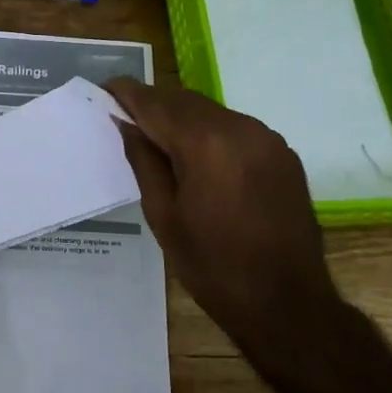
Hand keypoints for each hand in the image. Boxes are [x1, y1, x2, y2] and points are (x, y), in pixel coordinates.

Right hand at [105, 77, 373, 392]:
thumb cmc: (213, 265)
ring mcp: (267, 139)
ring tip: (155, 136)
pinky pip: (235, 128)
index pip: (156, 104)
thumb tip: (125, 124)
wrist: (287, 302)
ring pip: (211, 112)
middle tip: (123, 115)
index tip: (104, 90)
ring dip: (181, 116)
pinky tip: (195, 154)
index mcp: (206, 144)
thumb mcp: (163, 215)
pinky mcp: (282, 153)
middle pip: (184, 100)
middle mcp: (241, 128)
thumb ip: (143, 161)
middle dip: (153, 103)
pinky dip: (208, 131)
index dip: (127, 93)